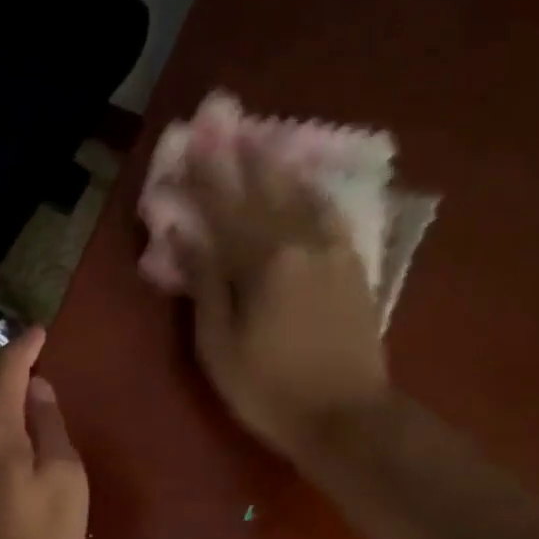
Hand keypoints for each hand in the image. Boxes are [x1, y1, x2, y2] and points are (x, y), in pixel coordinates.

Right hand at [174, 108, 390, 459]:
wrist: (348, 419)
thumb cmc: (269, 390)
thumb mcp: (219, 344)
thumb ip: (204, 282)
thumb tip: (184, 232)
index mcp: (262, 262)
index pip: (223, 207)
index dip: (203, 174)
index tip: (188, 141)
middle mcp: (300, 243)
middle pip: (263, 190)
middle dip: (240, 155)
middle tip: (224, 119)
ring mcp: (333, 252)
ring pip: (301, 195)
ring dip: (277, 165)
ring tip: (260, 138)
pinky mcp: (353, 268)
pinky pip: (331, 215)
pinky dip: (313, 192)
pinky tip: (305, 182)